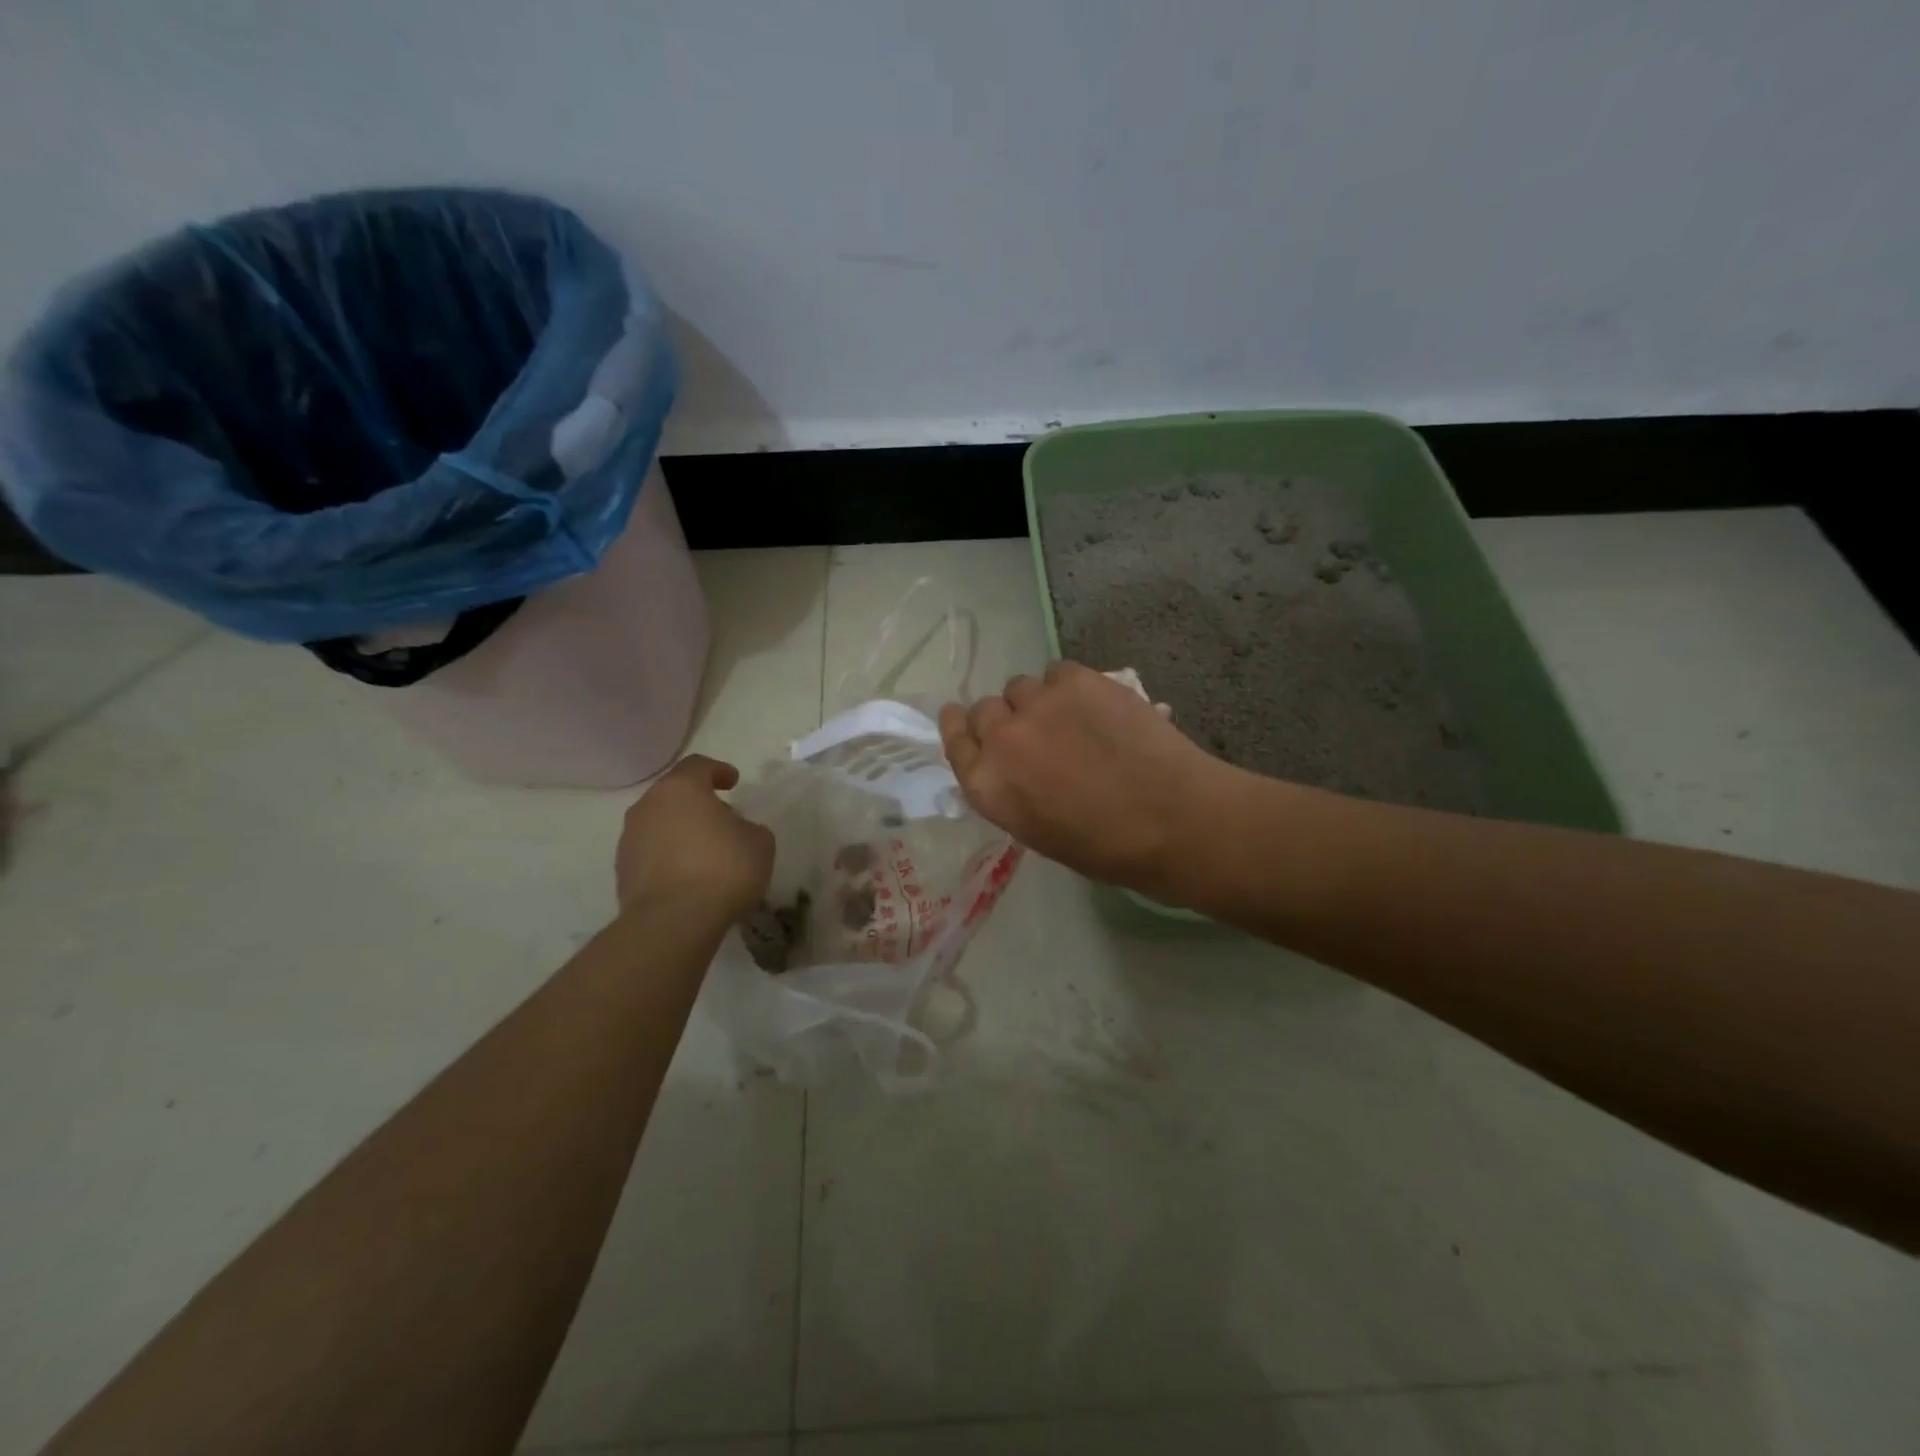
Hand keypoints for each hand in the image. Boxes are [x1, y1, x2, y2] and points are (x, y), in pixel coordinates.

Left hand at [615, 755, 774, 921]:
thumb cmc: (723, 869)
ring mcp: (629, 840)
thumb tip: (735, 831)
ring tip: (705, 851)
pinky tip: (689, 876)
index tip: (733, 782)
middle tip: (722, 818)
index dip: (718, 770)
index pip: (697, 766)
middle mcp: (648, 807)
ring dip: (680, 831)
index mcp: (680, 789)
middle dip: (697, 803)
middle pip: (674, 795)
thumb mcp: (759, 842)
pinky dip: (669, 857)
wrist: (673, 922)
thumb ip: (748, 827)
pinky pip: (651, 854)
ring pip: (659, 824)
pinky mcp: (622, 872)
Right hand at [939, 661, 1230, 897]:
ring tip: (1072, 719)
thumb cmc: (1107, 847)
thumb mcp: (1038, 831)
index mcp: (988, 787)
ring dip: (1038, 702)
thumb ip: (1011, 790)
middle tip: (1036, 733)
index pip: (954, 740)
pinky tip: (1096, 706)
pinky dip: (1070, 686)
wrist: (1172, 820)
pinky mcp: (1075, 680)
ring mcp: (1038, 705)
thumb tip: (1015, 763)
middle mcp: (1002, 740)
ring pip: (1021, 687)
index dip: (959, 727)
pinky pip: (1057, 672)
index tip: (963, 719)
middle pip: (984, 710)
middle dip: (1004, 720)